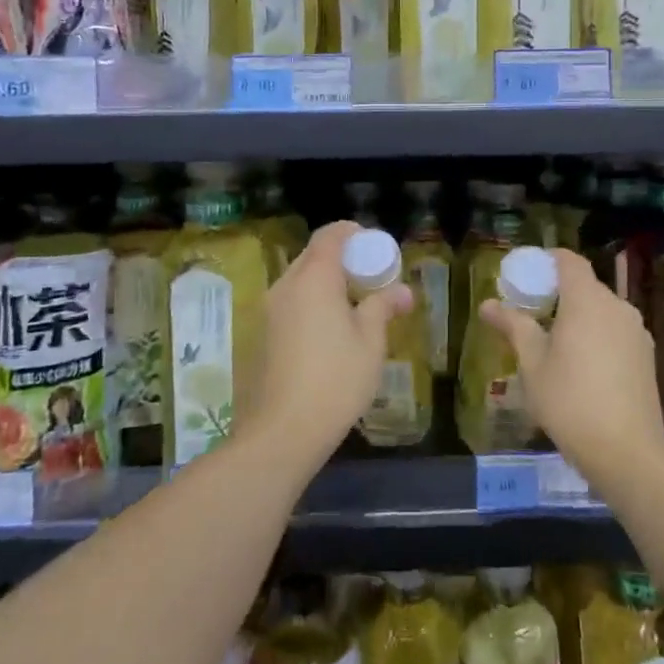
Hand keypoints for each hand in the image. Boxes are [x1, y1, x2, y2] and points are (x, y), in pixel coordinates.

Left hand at [239, 221, 412, 466]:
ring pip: (297, 280)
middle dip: (339, 257)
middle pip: (311, 255)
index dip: (351, 232)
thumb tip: (403, 291)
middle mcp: (285, 286)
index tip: (372, 244)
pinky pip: (288, 303)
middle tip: (367, 275)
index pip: (329, 236)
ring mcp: (267, 310)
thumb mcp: (370, 343)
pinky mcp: (260, 334)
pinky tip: (326, 330)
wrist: (282, 431)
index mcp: (314, 279)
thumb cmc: (336, 380)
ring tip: (350, 304)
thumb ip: (383, 307)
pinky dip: (308, 301)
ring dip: (322, 281)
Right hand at [478, 248, 663, 482]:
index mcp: (587, 301)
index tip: (528, 273)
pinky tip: (583, 367)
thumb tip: (488, 304)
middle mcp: (617, 307)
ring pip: (603, 311)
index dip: (549, 260)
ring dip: (580, 317)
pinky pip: (617, 332)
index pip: (570, 261)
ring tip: (555, 344)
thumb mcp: (532, 364)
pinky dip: (598, 336)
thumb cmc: (570, 401)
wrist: (627, 452)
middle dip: (560, 293)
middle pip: (586, 286)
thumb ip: (514, 326)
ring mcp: (637, 332)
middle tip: (533, 314)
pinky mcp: (647, 356)